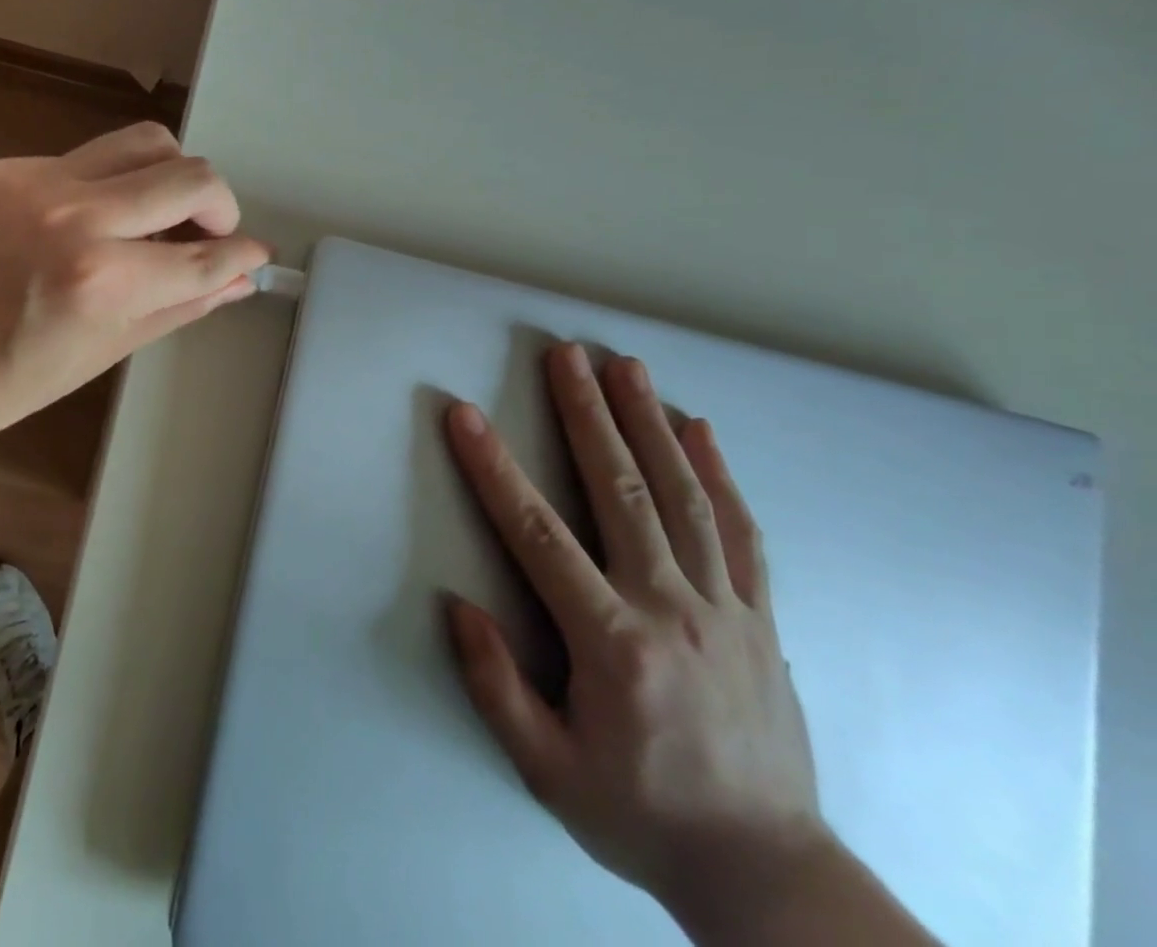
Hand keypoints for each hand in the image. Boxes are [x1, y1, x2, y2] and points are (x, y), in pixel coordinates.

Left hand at [0, 122, 267, 451]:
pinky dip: (108, 185)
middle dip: (220, 205)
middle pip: (190, 174)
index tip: (253, 256)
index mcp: (103, 280)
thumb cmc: (9, 382)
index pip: (206, 255)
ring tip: (158, 213)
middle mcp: (77, 215)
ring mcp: (36, 182)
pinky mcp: (3, 167)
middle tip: (208, 233)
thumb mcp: (107, 350)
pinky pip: (85, 158)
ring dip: (170, 175)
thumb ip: (181, 304)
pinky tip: (89, 221)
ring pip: (144, 141)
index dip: (242, 255)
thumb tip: (238, 279)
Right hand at [443, 344, 829, 926]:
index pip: (539, 537)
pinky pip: (741, 533)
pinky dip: (719, 474)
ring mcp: (725, 610)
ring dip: (649, 422)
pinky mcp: (761, 619)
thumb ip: (496, 687)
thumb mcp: (548, 772)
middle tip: (566, 354)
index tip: (465, 416)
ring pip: (683, 497)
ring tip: (626, 366)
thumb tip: (459, 607)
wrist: (770, 875)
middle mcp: (672, 610)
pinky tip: (700, 429)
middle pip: (621, 491)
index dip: (496, 471)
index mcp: (613, 645)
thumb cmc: (641, 816)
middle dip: (587, 414)